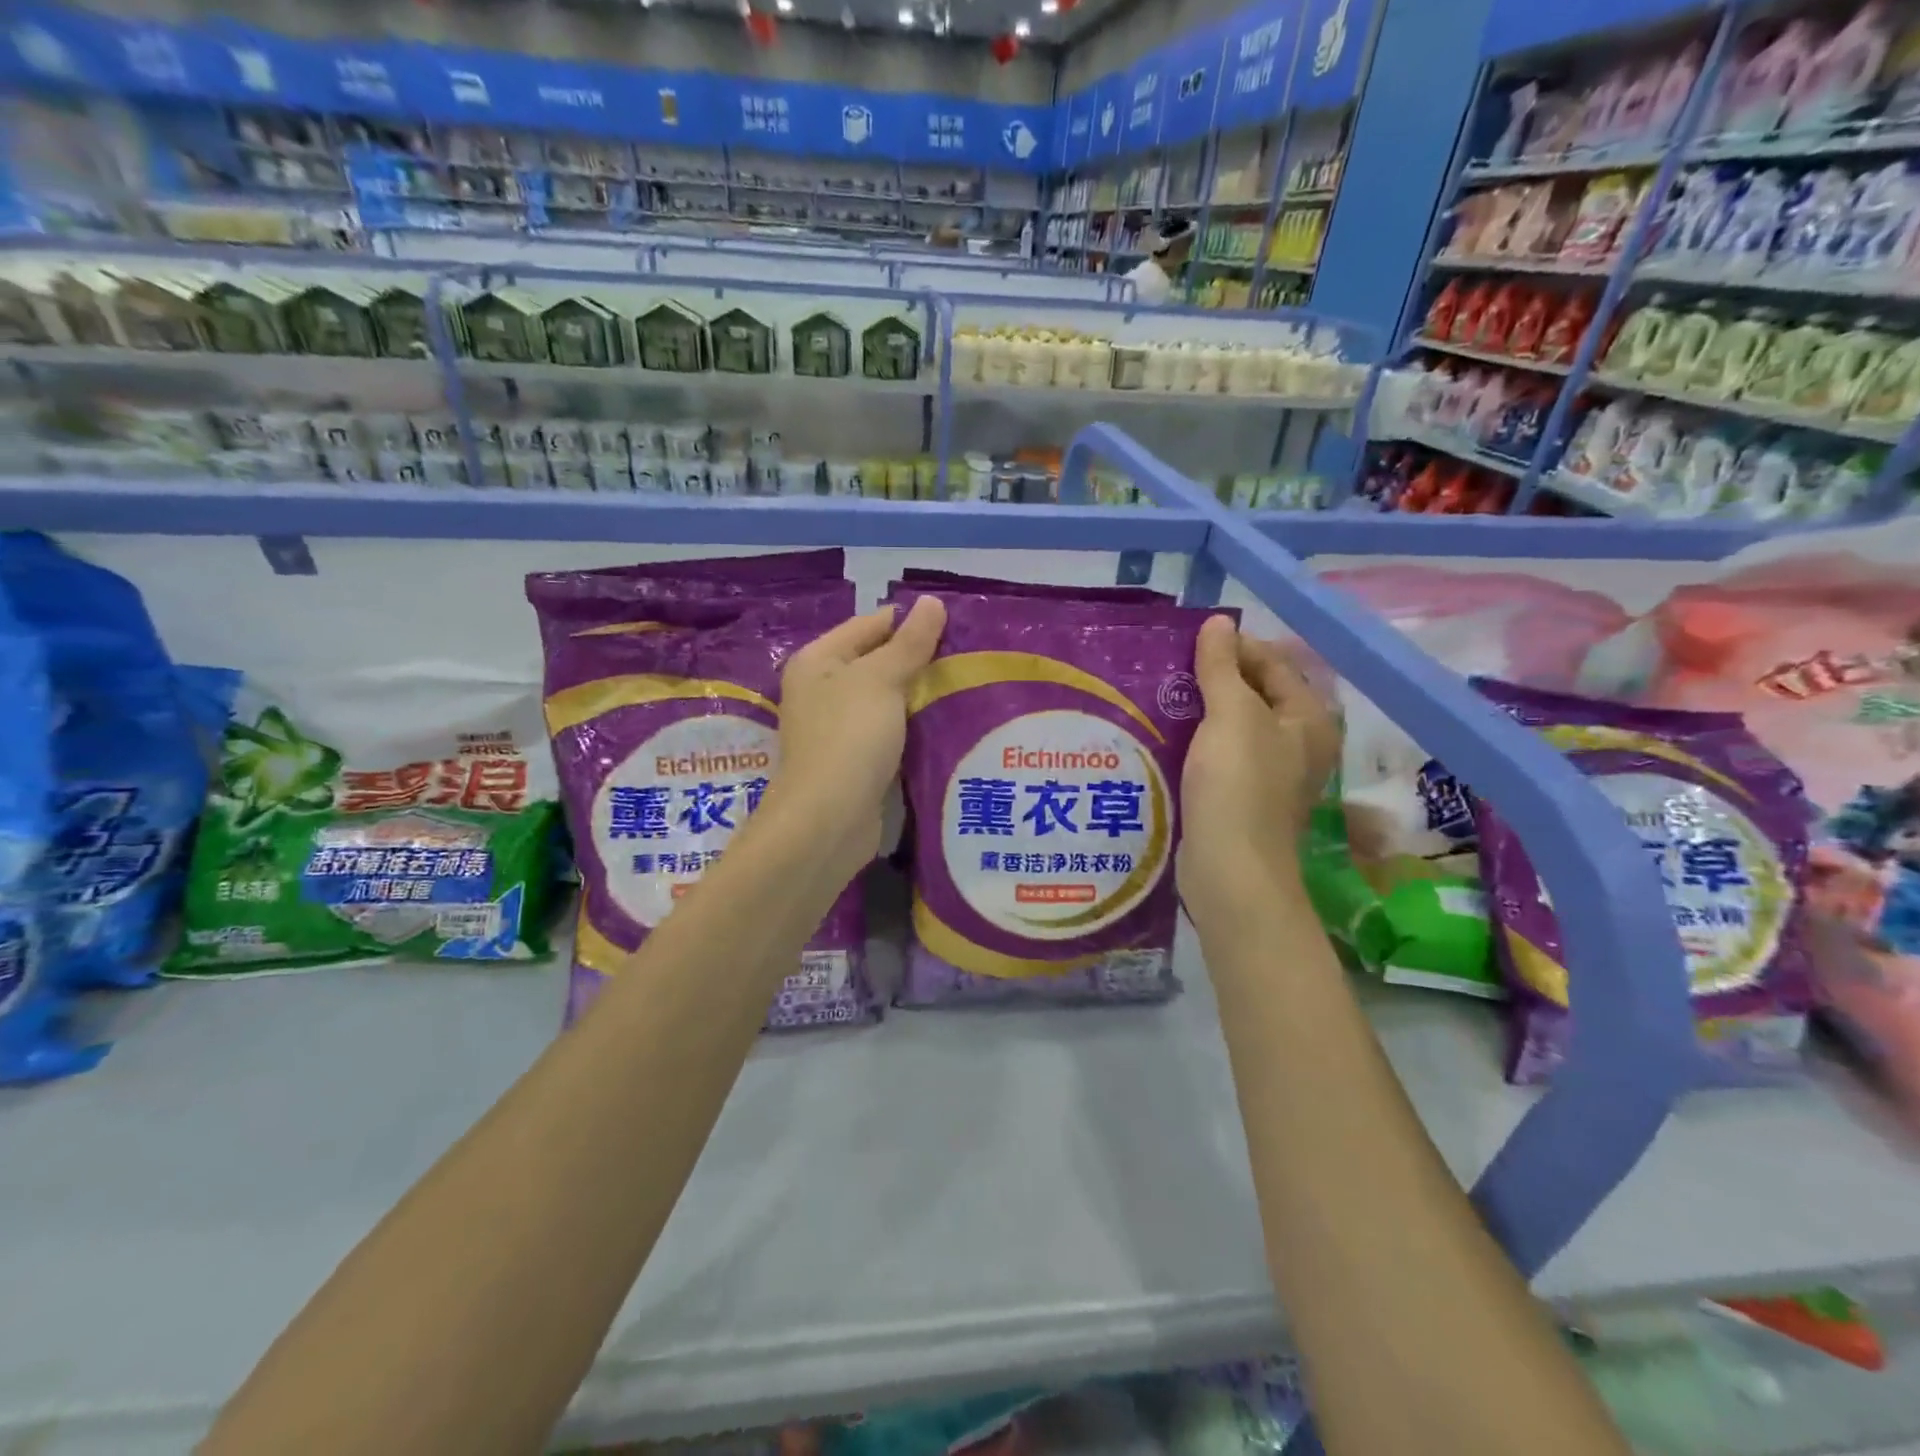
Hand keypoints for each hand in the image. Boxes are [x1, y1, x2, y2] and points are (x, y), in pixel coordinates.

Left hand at [757, 596, 946, 880]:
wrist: (829, 820)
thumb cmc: (849, 738)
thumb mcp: (881, 680)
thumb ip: (909, 642)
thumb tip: (932, 602)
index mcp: (817, 661)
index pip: (870, 625)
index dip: (910, 622)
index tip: (957, 625)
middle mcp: (821, 691)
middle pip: (877, 663)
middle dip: (919, 661)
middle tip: (969, 658)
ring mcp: (837, 729)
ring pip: (886, 701)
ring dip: (919, 697)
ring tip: (966, 686)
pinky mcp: (854, 762)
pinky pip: (890, 733)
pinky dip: (913, 729)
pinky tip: (947, 726)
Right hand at [1178, 616, 1340, 924]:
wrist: (1230, 870)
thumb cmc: (1238, 786)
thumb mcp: (1231, 716)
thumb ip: (1223, 667)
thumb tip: (1219, 622)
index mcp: (1308, 719)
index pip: (1272, 663)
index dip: (1232, 647)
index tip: (1186, 641)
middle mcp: (1297, 743)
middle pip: (1254, 694)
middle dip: (1213, 679)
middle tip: (1168, 667)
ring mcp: (1270, 774)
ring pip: (1233, 727)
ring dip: (1200, 711)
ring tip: (1159, 696)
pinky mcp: (1241, 798)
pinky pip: (1219, 755)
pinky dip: (1196, 742)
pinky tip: (1164, 736)